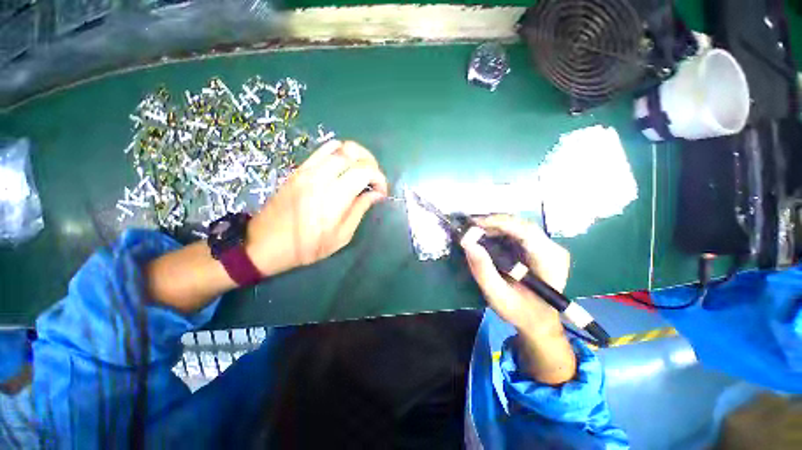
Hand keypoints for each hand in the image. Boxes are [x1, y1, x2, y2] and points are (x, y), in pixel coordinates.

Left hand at [246, 140, 387, 276]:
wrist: (266, 244)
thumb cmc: (307, 247)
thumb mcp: (341, 236)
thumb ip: (360, 210)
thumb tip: (376, 194)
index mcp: (334, 196)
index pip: (365, 171)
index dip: (380, 178)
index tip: (382, 192)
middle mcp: (321, 177)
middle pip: (354, 153)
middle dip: (371, 164)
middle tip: (374, 180)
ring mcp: (307, 170)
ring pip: (339, 146)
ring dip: (356, 155)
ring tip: (361, 171)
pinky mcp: (299, 169)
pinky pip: (322, 150)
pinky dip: (339, 153)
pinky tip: (342, 167)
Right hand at [461, 215, 569, 337]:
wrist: (538, 320)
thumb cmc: (520, 311)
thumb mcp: (497, 295)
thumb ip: (483, 270)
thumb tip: (468, 242)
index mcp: (549, 262)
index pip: (525, 231)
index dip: (499, 223)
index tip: (475, 224)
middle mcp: (553, 249)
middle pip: (521, 225)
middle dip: (494, 223)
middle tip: (471, 228)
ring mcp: (548, 246)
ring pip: (519, 226)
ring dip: (495, 227)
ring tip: (476, 233)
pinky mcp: (540, 247)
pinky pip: (518, 232)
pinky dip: (500, 232)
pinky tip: (487, 237)